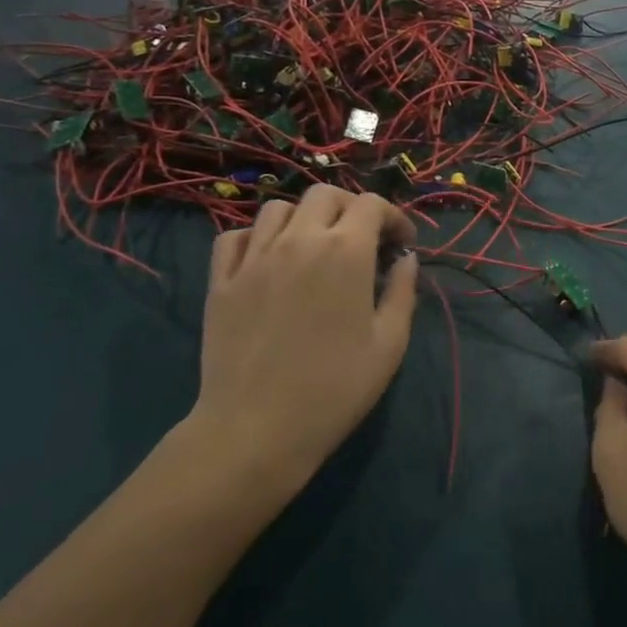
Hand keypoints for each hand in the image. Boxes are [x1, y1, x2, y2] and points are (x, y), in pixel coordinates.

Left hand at [187, 185, 416, 499]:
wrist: (255, 431)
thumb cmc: (334, 390)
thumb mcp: (389, 344)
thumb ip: (402, 291)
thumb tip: (405, 259)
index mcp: (345, 251)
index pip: (372, 204)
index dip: (393, 217)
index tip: (401, 245)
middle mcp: (299, 240)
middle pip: (325, 195)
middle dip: (351, 208)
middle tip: (362, 240)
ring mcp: (254, 258)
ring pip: (279, 208)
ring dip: (304, 218)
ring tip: (313, 247)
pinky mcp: (221, 281)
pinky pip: (235, 237)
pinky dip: (256, 237)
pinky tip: (268, 260)